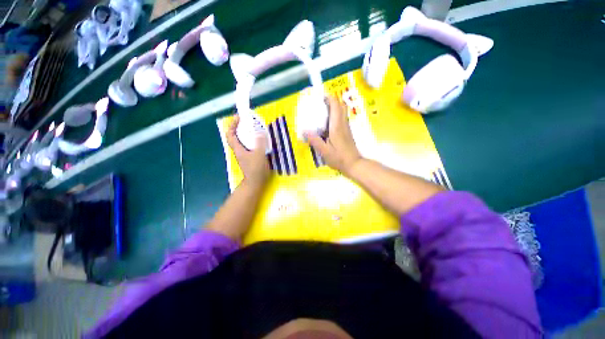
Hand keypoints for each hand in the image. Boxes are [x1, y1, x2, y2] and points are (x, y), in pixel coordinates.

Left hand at [227, 115, 270, 186]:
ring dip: (247, 133)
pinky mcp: (250, 158)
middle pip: (236, 136)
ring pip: (243, 141)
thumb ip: (260, 143)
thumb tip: (260, 133)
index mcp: (238, 149)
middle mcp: (240, 151)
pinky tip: (260, 140)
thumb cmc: (256, 169)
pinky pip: (250, 145)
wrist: (256, 182)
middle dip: (240, 127)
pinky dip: (253, 140)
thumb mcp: (259, 155)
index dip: (232, 125)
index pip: (230, 135)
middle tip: (248, 121)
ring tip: (255, 128)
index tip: (238, 117)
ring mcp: (245, 155)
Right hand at [305, 96, 361, 175]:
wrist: (354, 164)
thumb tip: (305, 131)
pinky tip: (326, 125)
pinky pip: (341, 118)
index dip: (328, 98)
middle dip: (331, 101)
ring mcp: (346, 127)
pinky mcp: (347, 132)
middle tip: (320, 104)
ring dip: (333, 107)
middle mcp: (343, 124)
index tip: (319, 98)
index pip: (336, 105)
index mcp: (337, 126)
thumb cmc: (339, 158)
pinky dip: (335, 115)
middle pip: (341, 105)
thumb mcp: (324, 152)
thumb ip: (315, 141)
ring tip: (321, 113)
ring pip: (342, 111)